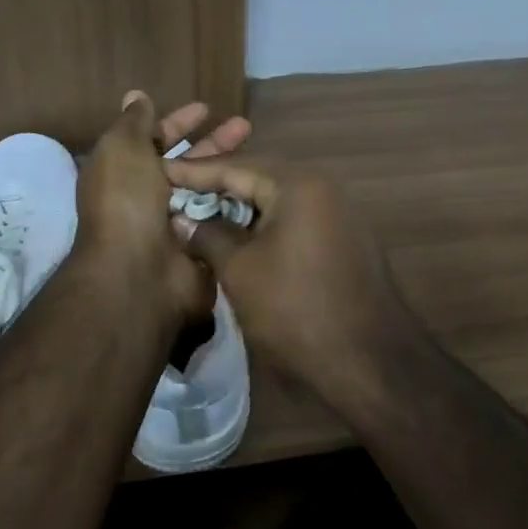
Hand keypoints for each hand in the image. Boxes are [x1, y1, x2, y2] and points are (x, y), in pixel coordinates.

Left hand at [74, 92, 250, 324]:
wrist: (139, 272)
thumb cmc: (126, 202)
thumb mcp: (122, 149)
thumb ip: (133, 122)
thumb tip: (136, 96)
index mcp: (126, 173)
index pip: (156, 140)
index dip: (179, 122)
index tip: (208, 108)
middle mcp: (150, 197)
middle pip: (188, 163)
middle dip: (215, 142)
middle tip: (246, 126)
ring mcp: (178, 223)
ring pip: (209, 189)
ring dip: (231, 170)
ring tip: (260, 153)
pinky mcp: (202, 245)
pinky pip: (223, 217)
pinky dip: (238, 202)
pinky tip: (262, 186)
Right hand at [159, 156, 416, 404]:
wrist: (369, 361)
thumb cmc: (296, 309)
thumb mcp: (240, 271)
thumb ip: (208, 235)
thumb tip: (183, 218)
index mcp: (298, 184)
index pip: (235, 167)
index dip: (193, 171)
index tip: (158, 171)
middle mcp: (323, 188)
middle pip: (258, 179)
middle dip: (216, 189)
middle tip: (175, 194)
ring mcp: (338, 215)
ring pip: (277, 203)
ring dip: (239, 210)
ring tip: (199, 217)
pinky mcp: (344, 242)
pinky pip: (295, 222)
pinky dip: (264, 228)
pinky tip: (237, 241)